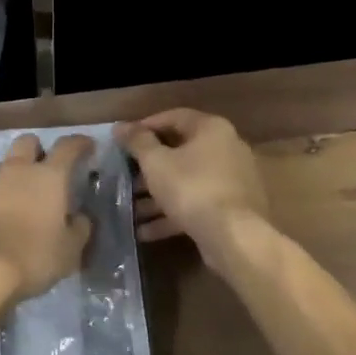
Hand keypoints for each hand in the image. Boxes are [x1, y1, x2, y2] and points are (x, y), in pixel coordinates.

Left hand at [0, 133, 95, 307]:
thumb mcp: (69, 251)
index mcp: (48, 176)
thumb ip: (79, 228)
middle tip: (48, 168)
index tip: (88, 146)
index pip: (67, 146)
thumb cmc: (32, 256)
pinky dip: (0, 195)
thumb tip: (79, 217)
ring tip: (26, 199)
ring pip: (7, 165)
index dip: (80, 143)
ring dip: (18, 175)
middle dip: (39, 149)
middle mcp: (17, 170)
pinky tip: (5, 216)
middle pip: (28, 142)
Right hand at [115, 109, 267, 245]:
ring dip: (156, 195)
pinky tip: (145, 230)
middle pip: (180, 151)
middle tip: (124, 177)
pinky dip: (172, 213)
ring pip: (186, 181)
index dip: (145, 126)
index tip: (123, 141)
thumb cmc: (192, 189)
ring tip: (129, 208)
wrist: (235, 237)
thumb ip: (137, 141)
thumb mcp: (156, 163)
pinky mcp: (232, 209)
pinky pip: (196, 203)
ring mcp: (232, 180)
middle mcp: (227, 148)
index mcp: (211, 129)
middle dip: (148, 167)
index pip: (174, 117)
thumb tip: (120, 126)